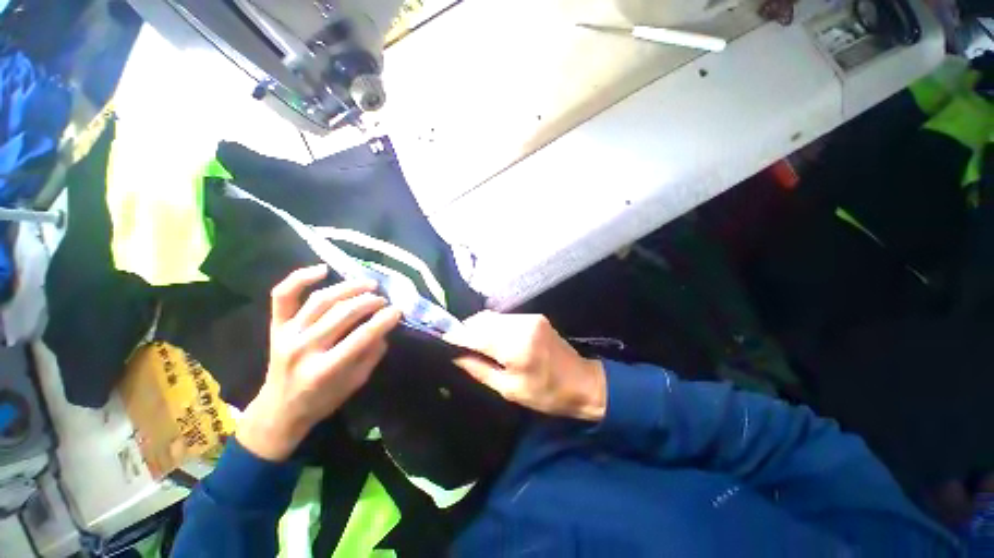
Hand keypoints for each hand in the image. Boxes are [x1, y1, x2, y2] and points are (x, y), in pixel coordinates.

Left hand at [237, 265, 401, 461]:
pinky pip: (283, 296)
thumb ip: (372, 354)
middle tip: (383, 300)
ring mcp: (286, 334)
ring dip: (349, 288)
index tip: (398, 310)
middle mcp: (303, 348)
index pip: (361, 337)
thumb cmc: (322, 399)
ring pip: (320, 300)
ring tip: (368, 284)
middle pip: (342, 314)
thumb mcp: (355, 383)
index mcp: (324, 370)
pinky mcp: (276, 326)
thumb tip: (384, 327)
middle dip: (369, 302)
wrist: (279, 410)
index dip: (384, 320)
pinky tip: (323, 269)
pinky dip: (301, 278)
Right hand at [445, 312, 606, 421]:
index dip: (456, 336)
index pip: (476, 335)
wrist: (582, 382)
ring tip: (470, 342)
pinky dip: (493, 325)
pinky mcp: (534, 317)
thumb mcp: (509, 390)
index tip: (442, 341)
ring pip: (493, 316)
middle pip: (483, 320)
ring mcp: (530, 318)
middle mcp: (522, 325)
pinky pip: (505, 317)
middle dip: (466, 329)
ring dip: (478, 326)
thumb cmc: (546, 394)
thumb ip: (480, 370)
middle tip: (455, 344)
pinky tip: (490, 337)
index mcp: (516, 347)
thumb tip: (456, 357)